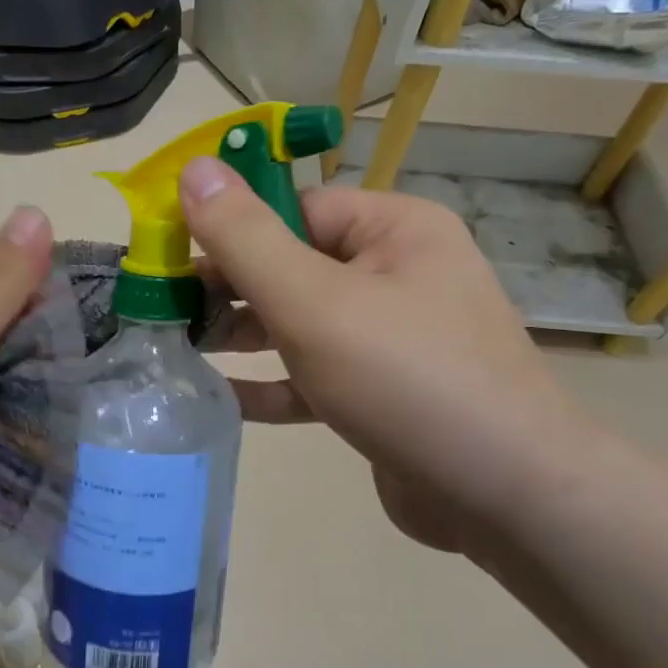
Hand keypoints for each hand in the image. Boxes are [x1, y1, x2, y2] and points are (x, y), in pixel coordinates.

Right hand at [181, 159, 591, 551]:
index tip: (169, 256)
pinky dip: (273, 383)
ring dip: (245, 335)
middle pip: (295, 266)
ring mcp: (394, 338)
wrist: (504, 497)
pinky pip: (317, 376)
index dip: (230, 228)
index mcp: (394, 230)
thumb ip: (247, 238)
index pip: (296, 210)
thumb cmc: (405, 378)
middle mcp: (399, 274)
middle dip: (230, 288)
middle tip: (164, 309)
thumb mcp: (313, 301)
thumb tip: (194, 169)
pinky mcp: (384, 395)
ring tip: (179, 347)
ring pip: (302, 324)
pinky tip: (221, 396)